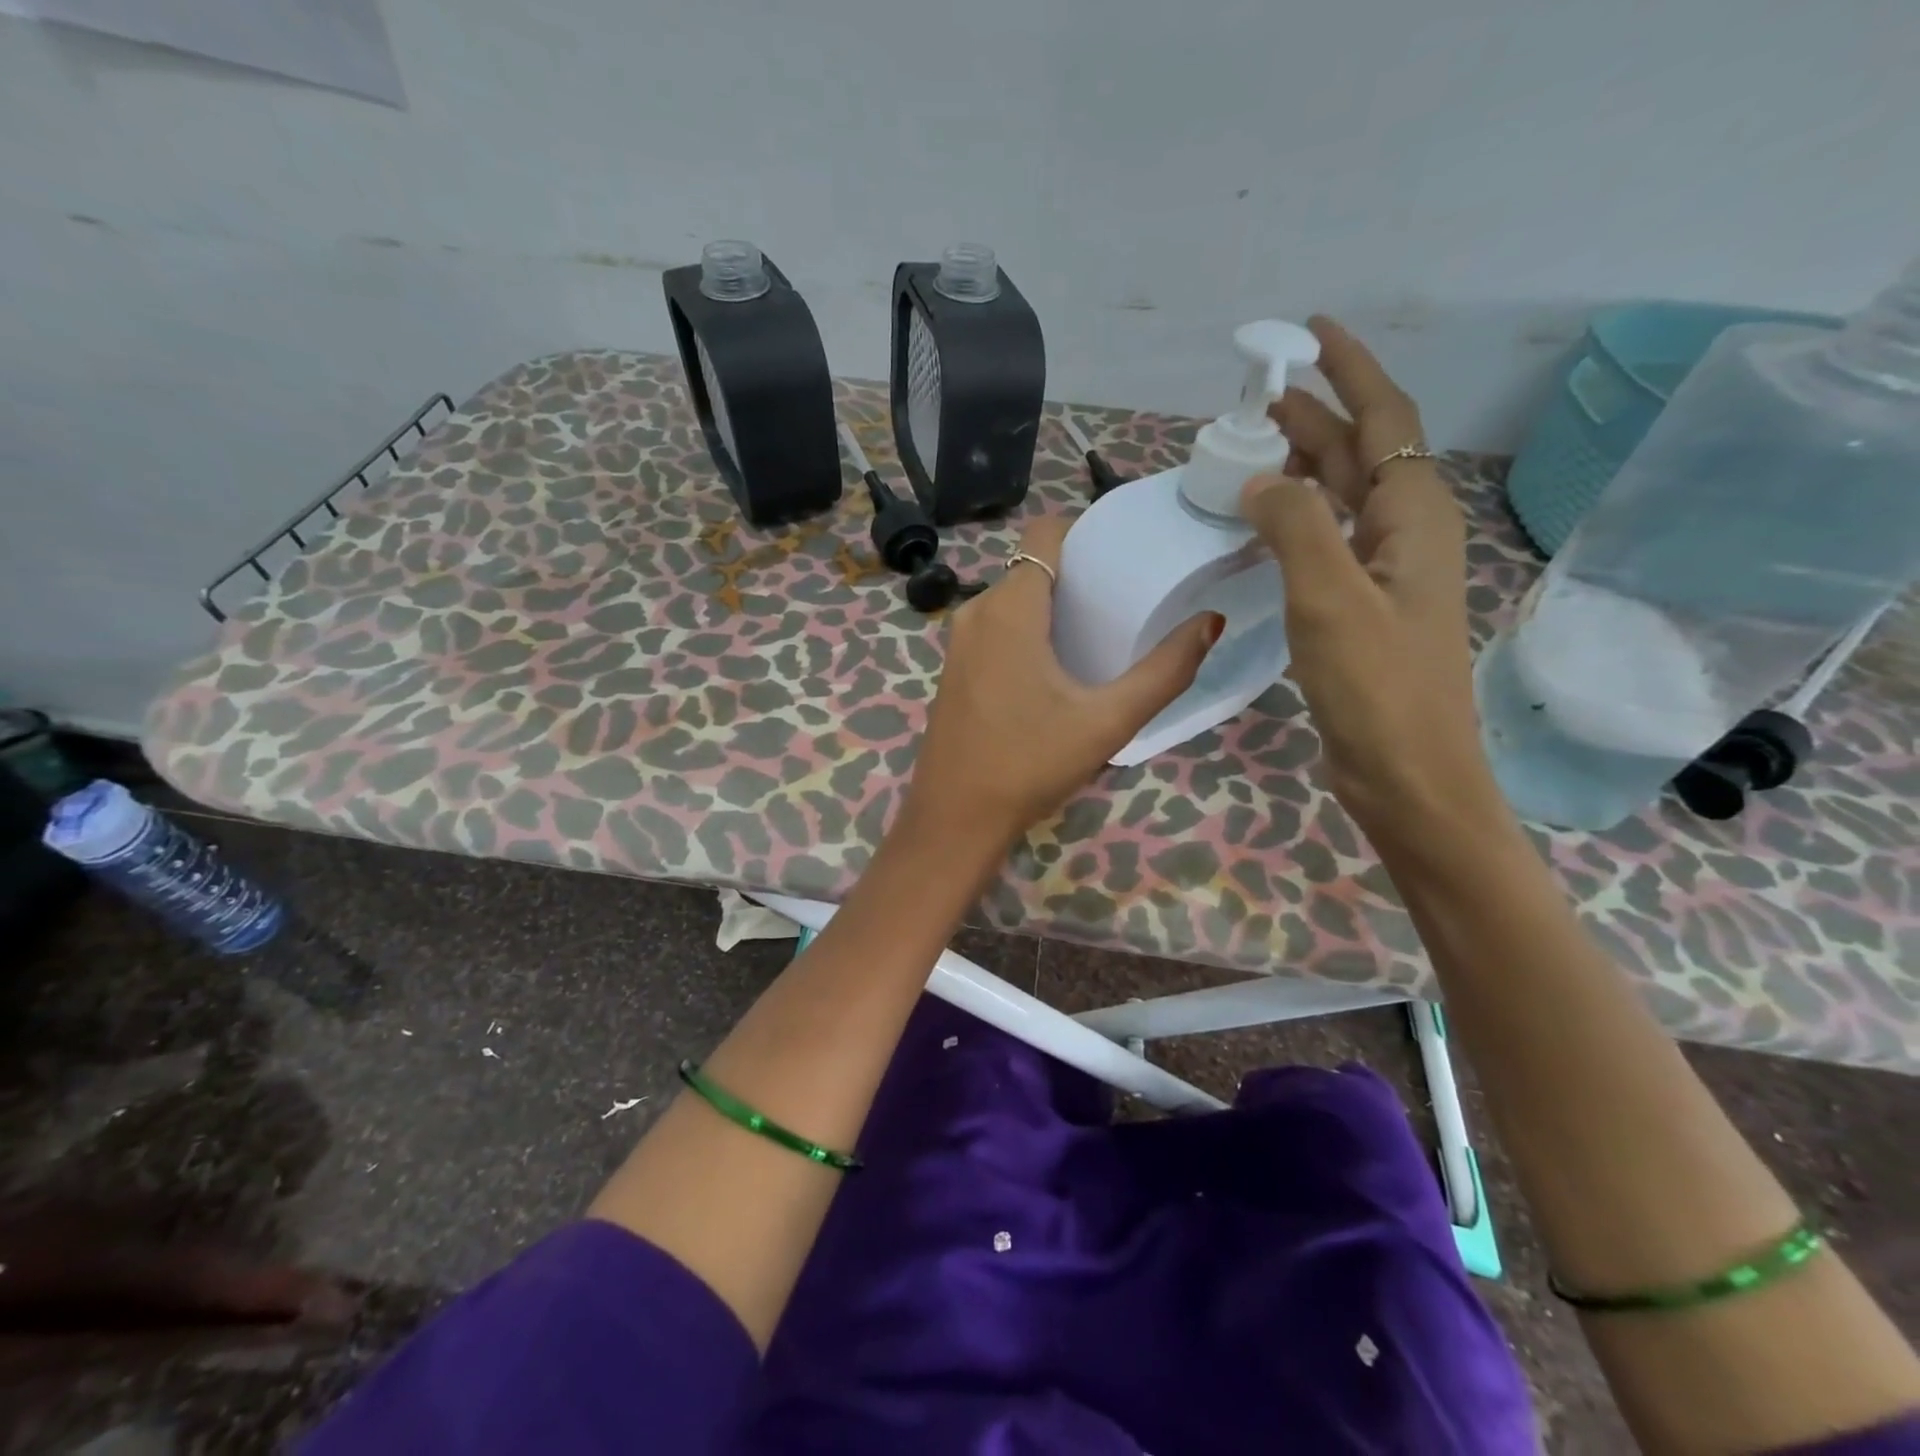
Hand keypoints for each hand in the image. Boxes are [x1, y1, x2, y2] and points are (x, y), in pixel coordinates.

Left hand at [901, 517, 1222, 855]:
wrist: (955, 818)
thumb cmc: (1029, 764)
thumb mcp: (1106, 721)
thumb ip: (1164, 671)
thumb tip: (1210, 622)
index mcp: (1009, 609)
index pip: (1045, 533)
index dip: (1085, 530)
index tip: (1126, 551)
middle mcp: (977, 612)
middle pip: (1033, 565)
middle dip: (1080, 571)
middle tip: (1129, 594)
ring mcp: (960, 642)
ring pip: (1014, 598)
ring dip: (1056, 603)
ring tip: (1104, 627)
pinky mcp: (956, 669)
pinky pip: (998, 626)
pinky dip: (1031, 628)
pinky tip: (1062, 662)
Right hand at [1241, 316, 1495, 840]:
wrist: (1407, 773)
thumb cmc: (1376, 685)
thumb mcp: (1330, 597)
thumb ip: (1294, 525)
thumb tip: (1258, 480)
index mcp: (1413, 518)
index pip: (1385, 420)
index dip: (1350, 370)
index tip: (1312, 332)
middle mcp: (1407, 535)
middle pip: (1363, 454)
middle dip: (1319, 416)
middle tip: (1260, 398)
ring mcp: (1386, 575)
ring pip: (1344, 499)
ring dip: (1305, 468)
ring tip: (1255, 450)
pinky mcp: (1363, 609)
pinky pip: (1329, 542)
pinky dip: (1297, 520)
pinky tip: (1265, 526)